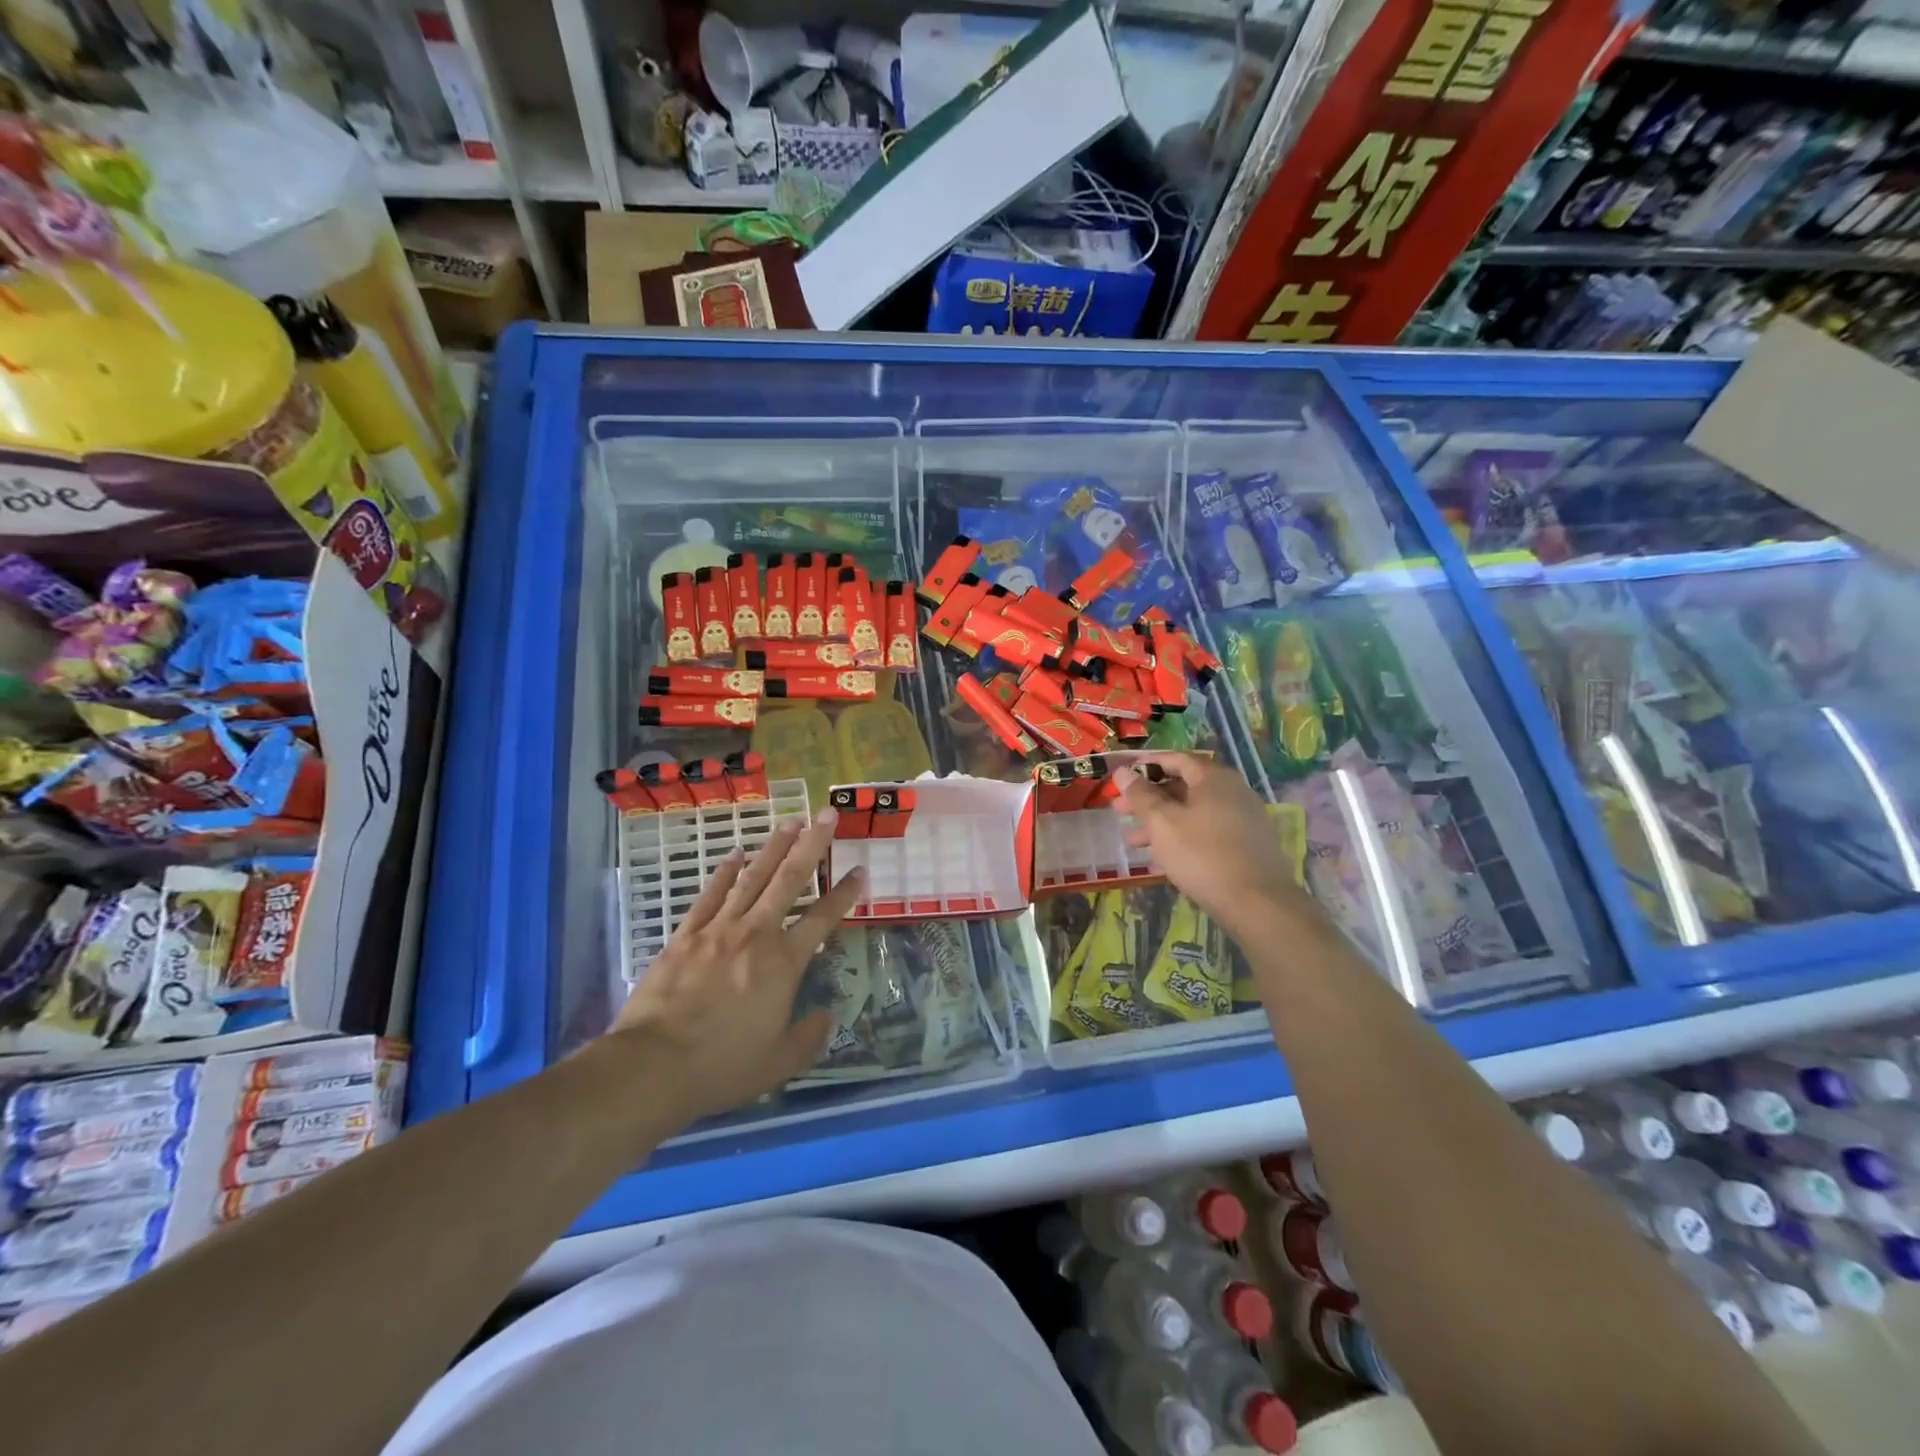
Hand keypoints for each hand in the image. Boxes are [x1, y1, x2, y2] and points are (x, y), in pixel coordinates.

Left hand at [608, 814, 862, 1125]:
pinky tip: (735, 855)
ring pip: (752, 878)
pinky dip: (724, 873)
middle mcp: (756, 934)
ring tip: (790, 822)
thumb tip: (827, 1015)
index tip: (859, 871)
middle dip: (813, 845)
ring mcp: (718, 930)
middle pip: (790, 880)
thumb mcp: (779, 1062)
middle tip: (828, 815)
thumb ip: (809, 1037)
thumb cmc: (723, 1065)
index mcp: (784, 963)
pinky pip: (710, 895)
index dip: (844, 894)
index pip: (822, 918)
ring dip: (774, 848)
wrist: (654, 1065)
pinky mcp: (685, 935)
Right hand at [1116, 753, 1317, 941]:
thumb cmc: (1202, 854)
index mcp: (1214, 778)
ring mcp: (1243, 819)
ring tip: (1133, 842)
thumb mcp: (1162, 823)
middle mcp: (1233, 792)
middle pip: (1184, 786)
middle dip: (1149, 799)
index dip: (1147, 765)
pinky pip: (1207, 833)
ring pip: (1193, 813)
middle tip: (1120, 811)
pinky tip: (1161, 860)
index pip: (1176, 759)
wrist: (1257, 904)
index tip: (1123, 777)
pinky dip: (1182, 838)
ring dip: (1161, 823)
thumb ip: (1140, 795)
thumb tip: (1122, 772)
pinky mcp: (1247, 846)